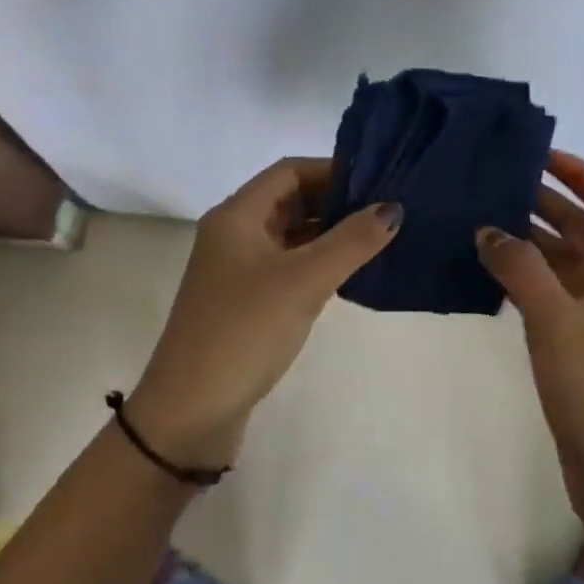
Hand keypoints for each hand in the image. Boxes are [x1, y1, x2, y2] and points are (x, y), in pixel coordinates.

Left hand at [129, 158, 402, 469]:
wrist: (190, 413)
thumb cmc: (244, 331)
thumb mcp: (303, 281)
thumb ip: (351, 242)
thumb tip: (393, 208)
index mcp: (236, 216)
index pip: (289, 171)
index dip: (332, 170)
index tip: (376, 180)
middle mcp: (233, 234)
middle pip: (289, 200)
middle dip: (334, 201)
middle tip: (384, 209)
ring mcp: (236, 269)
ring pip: (289, 234)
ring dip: (327, 232)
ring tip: (376, 237)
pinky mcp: (244, 301)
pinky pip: (286, 266)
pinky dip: (316, 262)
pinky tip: (348, 273)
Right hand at [476, 150, 583, 524]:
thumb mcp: (555, 319)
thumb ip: (520, 267)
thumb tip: (488, 228)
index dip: (582, 174)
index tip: (540, 157)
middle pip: (583, 228)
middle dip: (546, 202)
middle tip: (497, 184)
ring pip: (564, 260)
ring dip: (531, 238)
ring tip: (484, 219)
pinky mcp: (578, 344)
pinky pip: (550, 292)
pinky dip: (524, 275)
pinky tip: (490, 272)